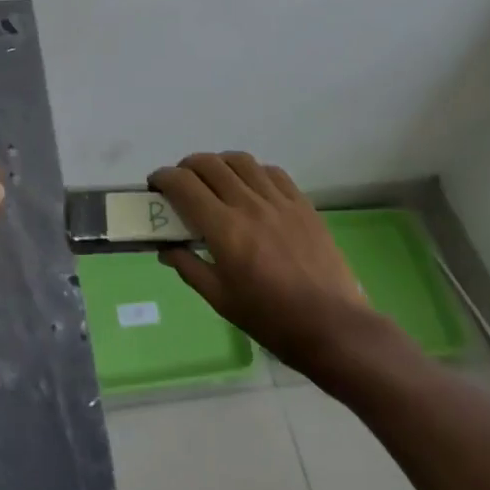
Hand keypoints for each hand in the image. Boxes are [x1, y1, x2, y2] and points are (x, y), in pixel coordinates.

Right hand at [152, 152, 409, 380]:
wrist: (334, 328)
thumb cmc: (271, 320)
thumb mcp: (221, 300)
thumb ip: (189, 267)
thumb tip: (166, 248)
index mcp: (224, 229)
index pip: (183, 185)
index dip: (163, 178)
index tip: (155, 185)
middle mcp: (249, 205)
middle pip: (208, 164)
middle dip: (186, 167)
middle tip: (181, 184)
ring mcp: (278, 200)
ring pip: (240, 161)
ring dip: (219, 164)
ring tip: (214, 180)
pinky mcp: (302, 203)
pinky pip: (271, 172)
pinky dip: (252, 172)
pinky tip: (251, 188)